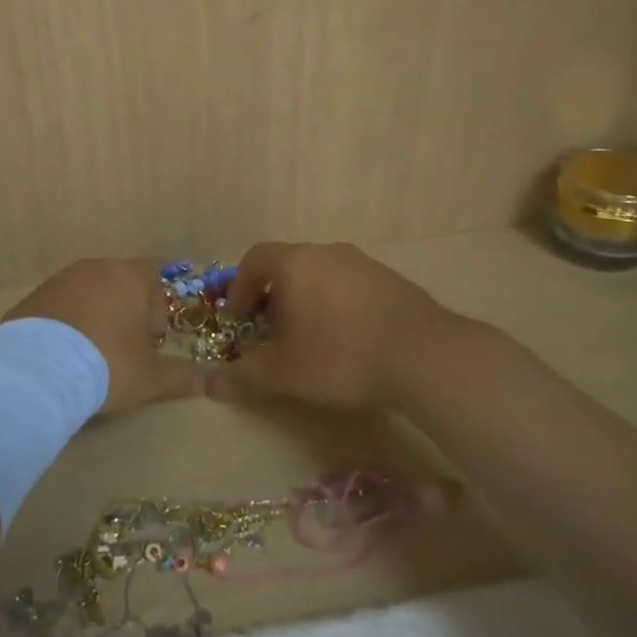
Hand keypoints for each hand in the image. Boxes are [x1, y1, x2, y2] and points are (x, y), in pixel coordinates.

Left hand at [4, 258, 203, 414]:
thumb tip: (209, 383)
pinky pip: (58, 309)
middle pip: (120, 285)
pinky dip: (65, 326)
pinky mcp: (31, 298)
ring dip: (95, 318)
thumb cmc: (107, 363)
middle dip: (126, 314)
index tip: (150, 342)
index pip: (153, 280)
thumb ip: (182, 376)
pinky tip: (62, 358)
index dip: (156, 311)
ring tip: (91, 357)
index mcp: (129, 276)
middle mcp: (95, 268)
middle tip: (124, 351)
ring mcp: (59, 280)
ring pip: (88, 295)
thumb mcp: (151, 377)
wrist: (36, 370)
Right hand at [205, 242, 462, 409]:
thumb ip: (243, 375)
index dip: (239, 288)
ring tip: (309, 339)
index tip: (239, 320)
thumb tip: (211, 383)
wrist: (425, 357)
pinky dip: (336, 305)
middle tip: (271, 333)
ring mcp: (363, 263)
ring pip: (320, 275)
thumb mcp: (283, 373)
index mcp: (295, 263)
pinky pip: (349, 286)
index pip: (254, 259)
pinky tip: (348, 340)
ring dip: (306, 301)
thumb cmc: (340, 356)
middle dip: (272, 298)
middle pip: (287, 266)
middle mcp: (327, 252)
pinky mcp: (391, 280)